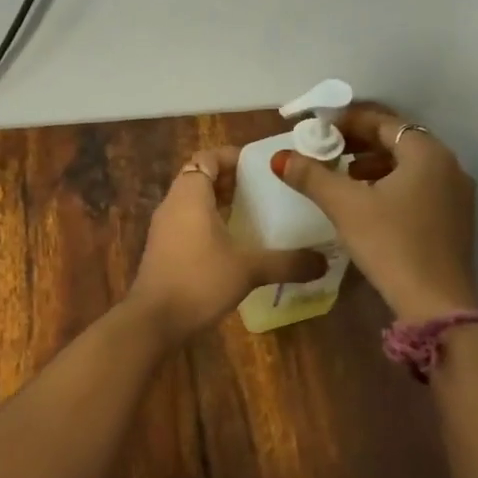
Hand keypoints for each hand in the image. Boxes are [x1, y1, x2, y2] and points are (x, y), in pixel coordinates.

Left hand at [127, 146, 326, 342]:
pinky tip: (235, 243)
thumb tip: (324, 261)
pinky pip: (189, 221)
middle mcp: (174, 203)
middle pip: (201, 177)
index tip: (261, 166)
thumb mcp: (248, 269)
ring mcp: (165, 227)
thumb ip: (287, 262)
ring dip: (221, 202)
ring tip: (255, 213)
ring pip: (194, 201)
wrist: (153, 321)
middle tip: (265, 189)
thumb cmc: (199, 280)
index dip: (233, 156)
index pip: (208, 157)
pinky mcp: (164, 248)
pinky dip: (210, 222)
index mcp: (190, 195)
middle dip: (231, 179)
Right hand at [274, 102, 477, 320]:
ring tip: (344, 173)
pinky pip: (420, 185)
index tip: (319, 127)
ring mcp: (456, 193)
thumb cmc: (391, 245)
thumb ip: (312, 176)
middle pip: (398, 140)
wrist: (437, 305)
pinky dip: (392, 183)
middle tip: (327, 148)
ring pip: (409, 165)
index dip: (348, 120)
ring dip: (375, 163)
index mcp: (427, 153)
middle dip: (360, 141)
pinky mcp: (455, 219)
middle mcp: (448, 165)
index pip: (383, 121)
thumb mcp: (346, 206)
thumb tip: (280, 157)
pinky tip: (368, 201)